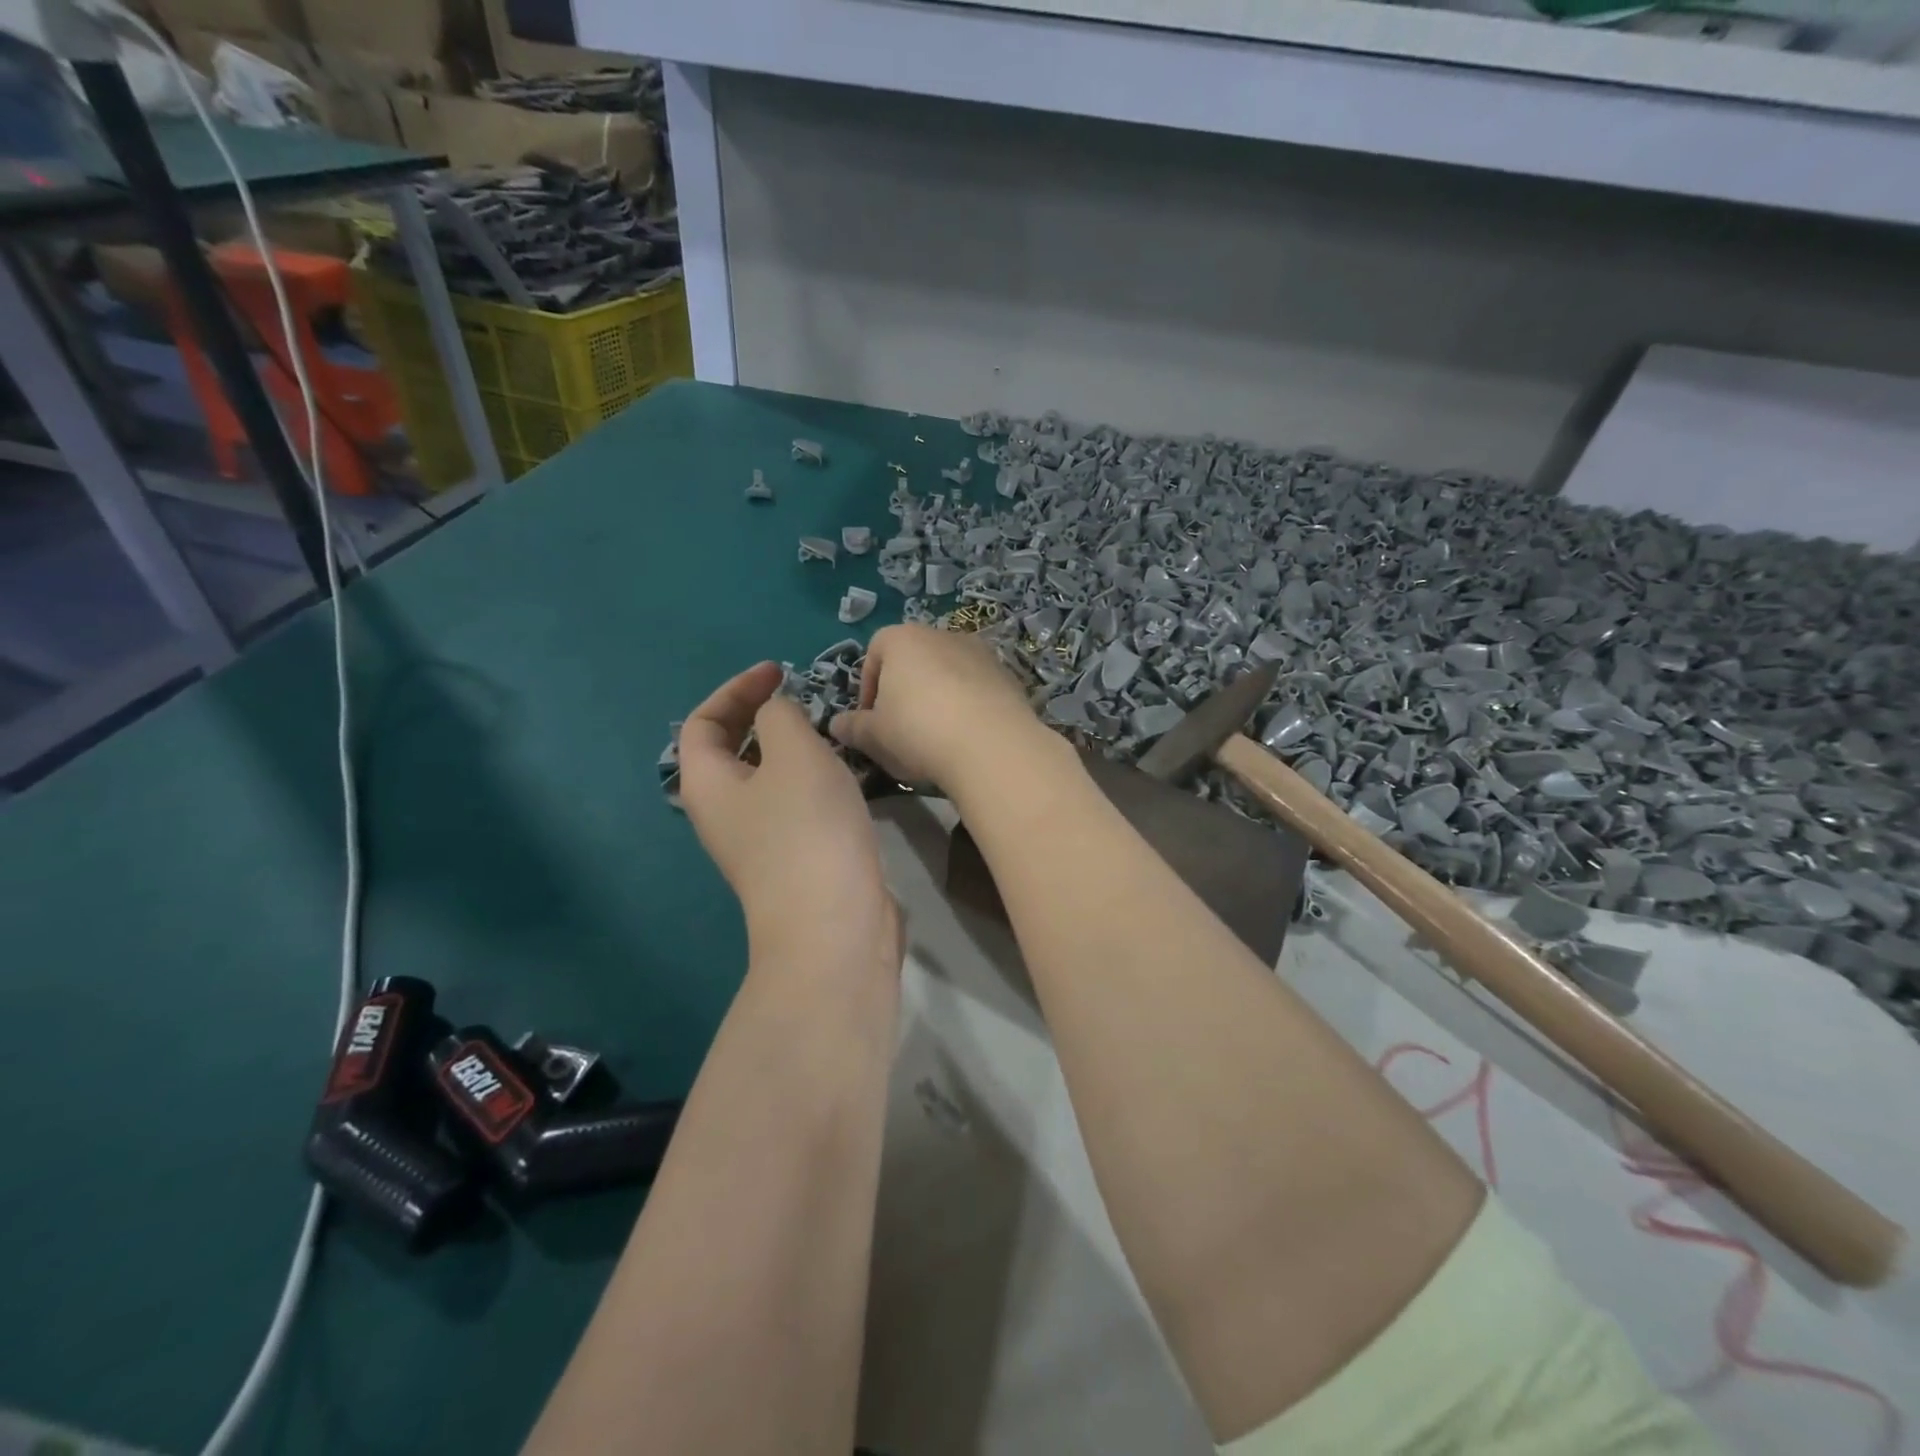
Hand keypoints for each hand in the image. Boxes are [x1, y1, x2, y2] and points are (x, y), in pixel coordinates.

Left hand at [678, 662, 901, 972]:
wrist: (834, 924)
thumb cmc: (807, 830)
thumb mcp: (794, 754)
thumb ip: (781, 716)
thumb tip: (776, 712)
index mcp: (707, 785)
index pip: (702, 723)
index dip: (735, 689)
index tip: (779, 673)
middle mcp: (723, 813)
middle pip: (729, 750)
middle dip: (760, 716)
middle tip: (798, 697)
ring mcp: (758, 840)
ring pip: (765, 777)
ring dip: (789, 747)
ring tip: (826, 730)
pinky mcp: (793, 858)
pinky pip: (792, 802)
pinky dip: (810, 777)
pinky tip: (843, 774)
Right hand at [829, 625, 1060, 796]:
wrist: (991, 745)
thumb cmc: (918, 731)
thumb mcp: (874, 736)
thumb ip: (853, 727)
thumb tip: (836, 725)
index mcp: (903, 639)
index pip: (875, 652)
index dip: (869, 687)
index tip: (871, 720)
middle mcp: (942, 634)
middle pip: (914, 660)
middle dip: (905, 691)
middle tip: (902, 730)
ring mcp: (980, 652)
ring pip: (948, 673)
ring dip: (938, 697)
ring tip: (937, 736)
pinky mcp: (1007, 675)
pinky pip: (977, 688)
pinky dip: (968, 706)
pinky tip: (967, 737)